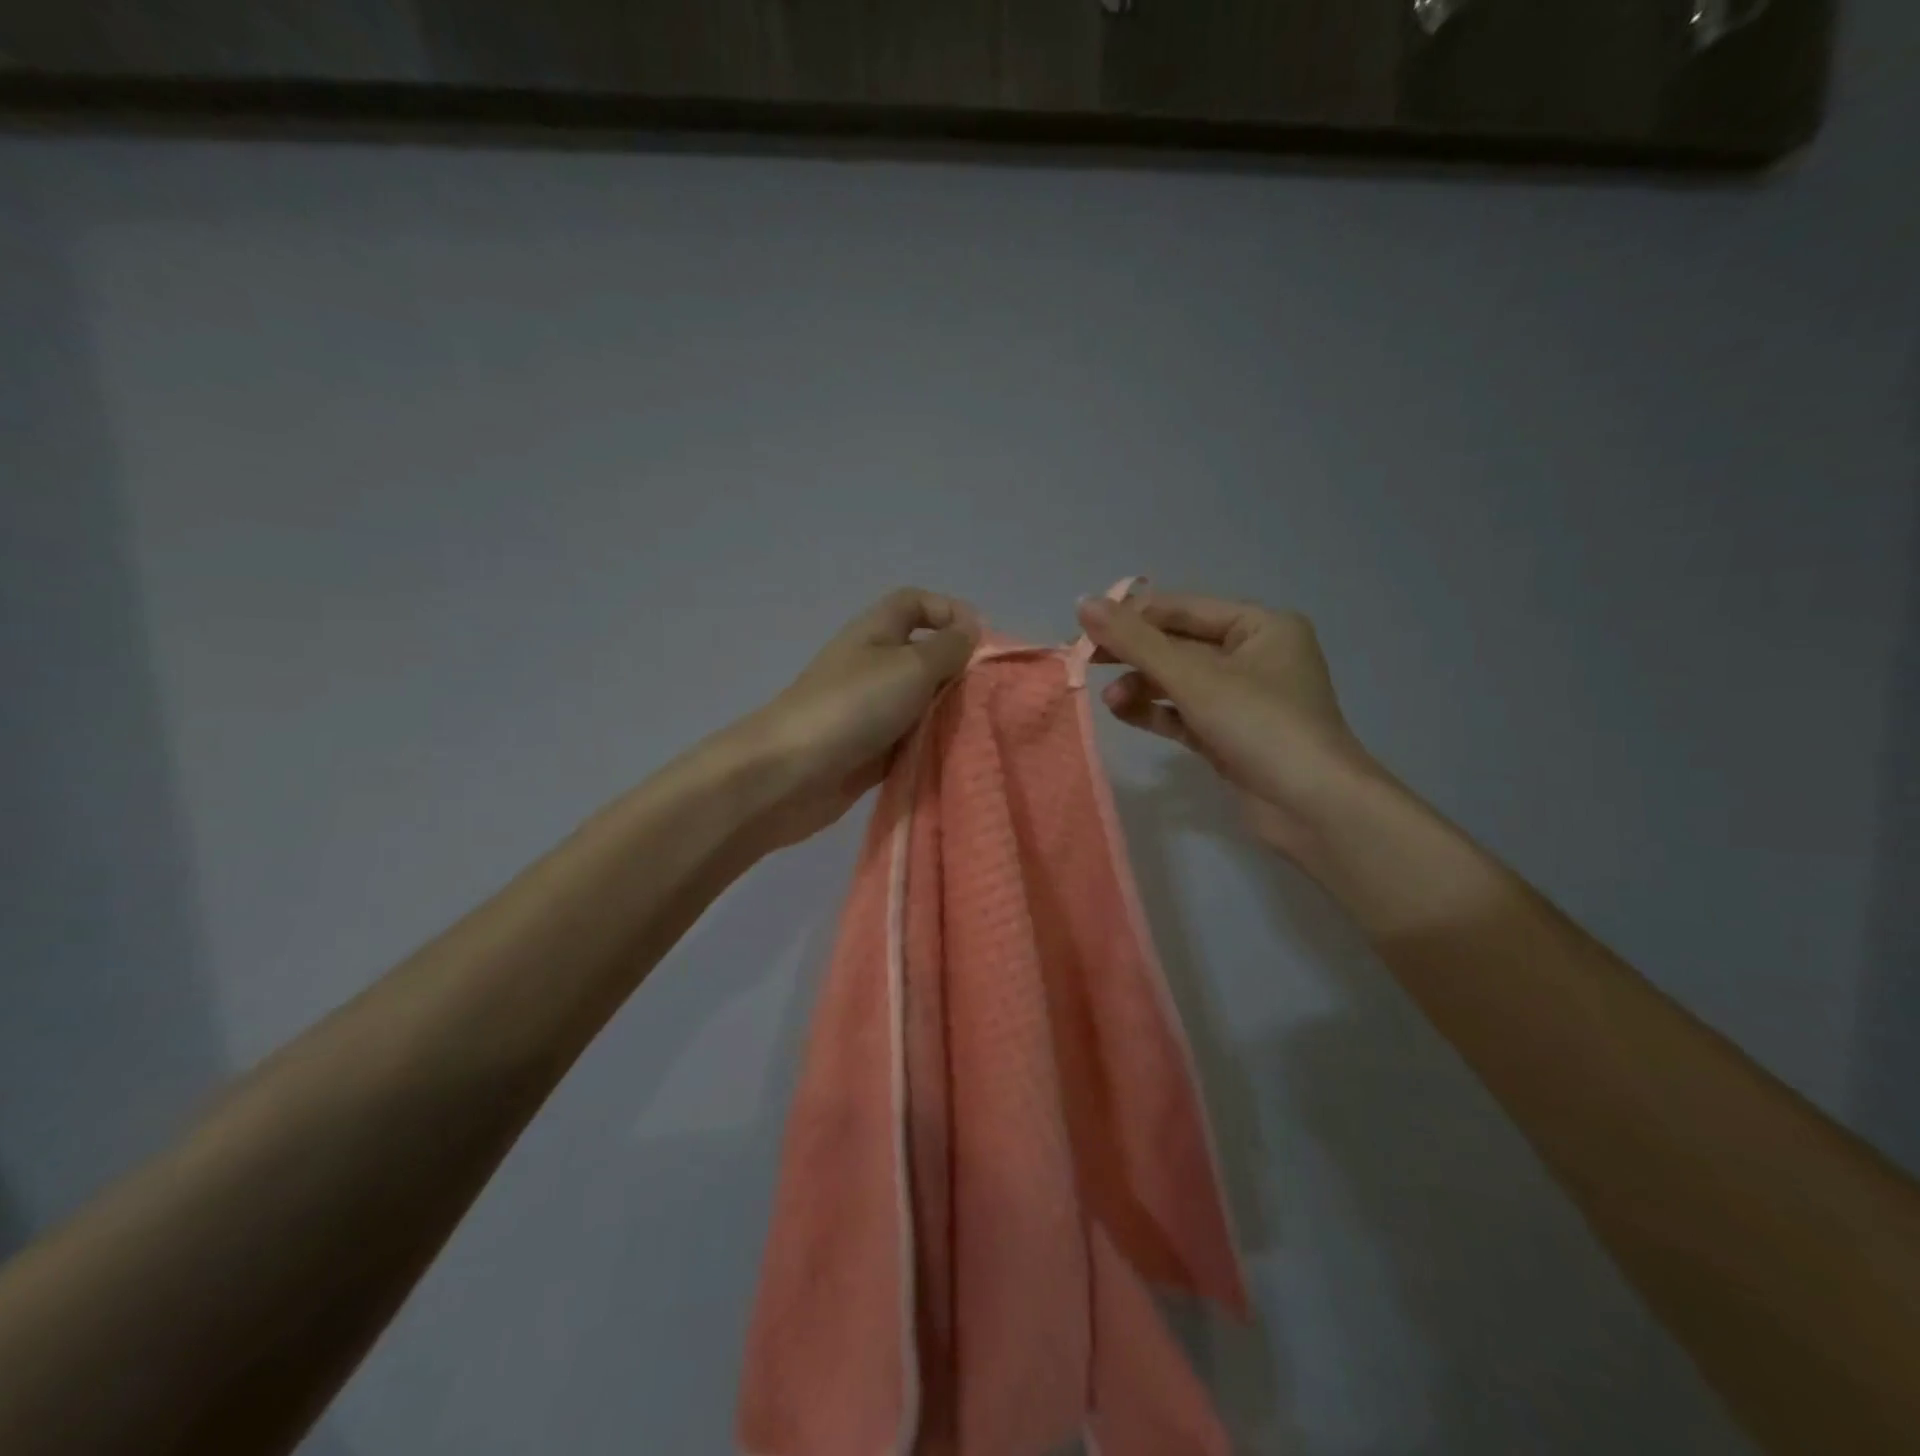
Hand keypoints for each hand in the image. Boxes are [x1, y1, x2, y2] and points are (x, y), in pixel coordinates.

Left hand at [742, 588, 980, 849]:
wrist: (790, 774)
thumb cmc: (853, 707)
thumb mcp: (910, 666)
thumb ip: (948, 648)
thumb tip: (971, 630)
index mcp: (875, 633)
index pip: (914, 603)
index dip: (949, 611)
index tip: (982, 642)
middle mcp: (872, 666)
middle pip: (924, 656)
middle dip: (958, 671)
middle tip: (991, 694)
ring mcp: (869, 712)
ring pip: (921, 703)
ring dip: (948, 713)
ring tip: (982, 727)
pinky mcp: (870, 752)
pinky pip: (910, 742)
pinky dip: (931, 746)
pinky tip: (958, 756)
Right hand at [1076, 590, 1376, 858]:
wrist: (1312, 807)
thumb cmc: (1260, 725)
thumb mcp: (1194, 677)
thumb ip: (1136, 641)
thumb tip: (1082, 602)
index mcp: (1261, 626)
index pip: (1184, 609)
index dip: (1133, 616)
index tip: (1085, 628)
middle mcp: (1254, 655)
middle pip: (1179, 644)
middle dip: (1134, 655)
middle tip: (1087, 661)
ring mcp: (1243, 699)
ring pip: (1179, 681)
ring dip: (1141, 686)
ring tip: (1109, 700)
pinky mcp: (1230, 735)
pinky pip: (1184, 713)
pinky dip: (1154, 711)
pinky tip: (1121, 712)